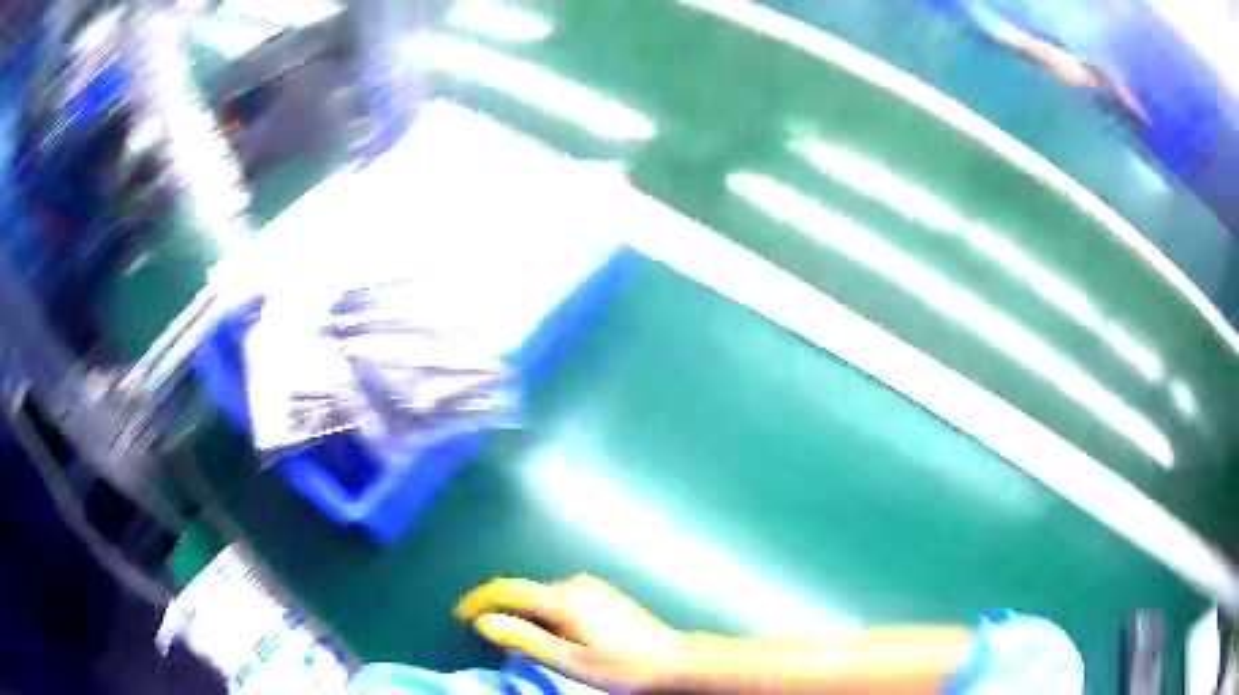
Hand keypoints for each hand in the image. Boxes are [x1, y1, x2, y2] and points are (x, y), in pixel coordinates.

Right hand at [455, 574, 685, 689]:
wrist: (674, 660)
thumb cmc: (622, 667)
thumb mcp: (569, 661)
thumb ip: (524, 640)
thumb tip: (484, 622)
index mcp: (562, 599)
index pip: (507, 589)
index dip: (478, 600)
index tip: (460, 616)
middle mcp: (574, 584)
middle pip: (525, 593)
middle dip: (505, 613)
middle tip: (499, 645)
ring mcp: (591, 586)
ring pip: (542, 597)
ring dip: (527, 616)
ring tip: (528, 647)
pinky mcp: (602, 593)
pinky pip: (560, 598)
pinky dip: (547, 615)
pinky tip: (557, 637)